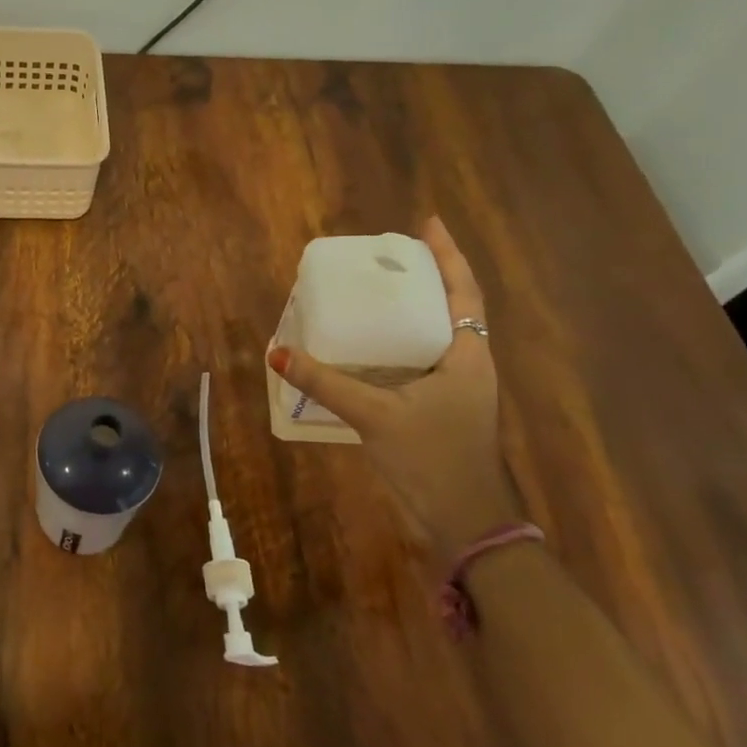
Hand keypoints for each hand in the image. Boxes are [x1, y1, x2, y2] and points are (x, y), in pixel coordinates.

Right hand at [268, 216, 519, 560]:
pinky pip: (424, 360)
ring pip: (438, 335)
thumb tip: (277, 352)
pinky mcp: (444, 409)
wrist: (466, 522)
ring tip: (379, 293)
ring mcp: (459, 390)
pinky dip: (402, 343)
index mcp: (467, 356)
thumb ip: (325, 383)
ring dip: (415, 310)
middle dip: (428, 277)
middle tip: (390, 258)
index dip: (448, 255)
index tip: (427, 224)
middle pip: (452, 307)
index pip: (463, 292)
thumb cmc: (431, 459)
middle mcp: (469, 365)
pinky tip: (372, 348)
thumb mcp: (374, 415)